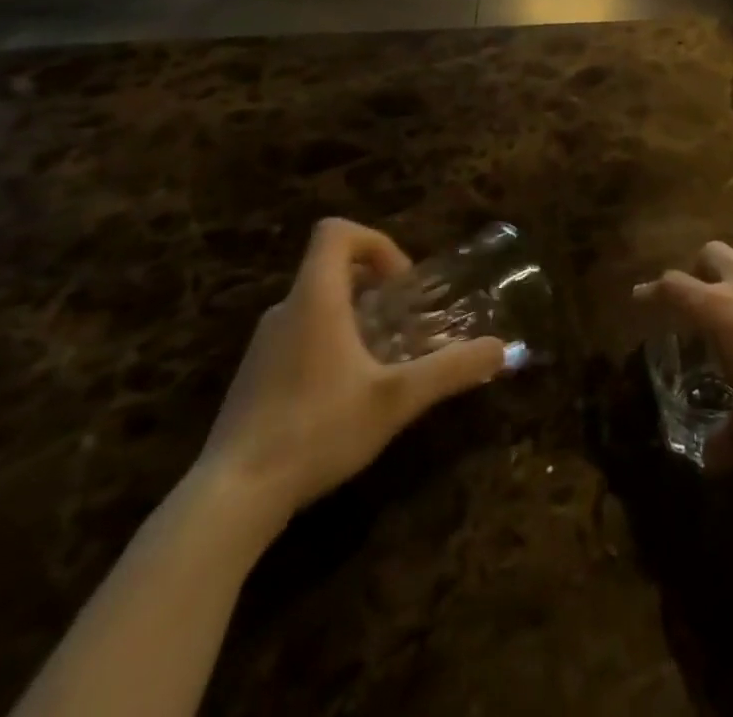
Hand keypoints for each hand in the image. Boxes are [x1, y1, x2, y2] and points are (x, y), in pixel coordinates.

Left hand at [195, 218, 505, 532]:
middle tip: (403, 322)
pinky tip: (344, 396)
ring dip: (353, 317)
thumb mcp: (396, 399)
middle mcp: (284, 312)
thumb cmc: (316, 429)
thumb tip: (502, 349)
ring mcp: (262, 347)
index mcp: (315, 299)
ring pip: (315, 306)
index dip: (375, 242)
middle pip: (329, 268)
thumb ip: (451, 370)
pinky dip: (329, 345)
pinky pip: (298, 338)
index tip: (400, 282)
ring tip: (381, 360)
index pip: (336, 232)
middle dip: (373, 285)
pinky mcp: (252, 379)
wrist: (230, 499)